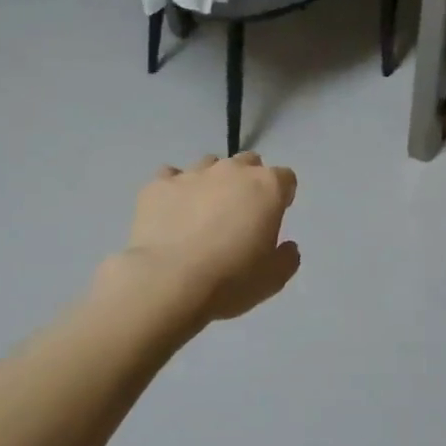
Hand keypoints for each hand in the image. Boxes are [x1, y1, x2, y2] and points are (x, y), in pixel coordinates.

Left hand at [113, 153, 300, 328]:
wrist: (167, 283)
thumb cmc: (230, 280)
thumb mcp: (273, 279)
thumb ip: (287, 257)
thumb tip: (287, 246)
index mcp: (267, 187)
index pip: (285, 178)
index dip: (282, 196)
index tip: (274, 217)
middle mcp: (232, 171)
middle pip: (249, 162)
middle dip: (248, 181)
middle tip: (240, 213)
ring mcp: (193, 173)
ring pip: (209, 165)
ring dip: (212, 183)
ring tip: (202, 213)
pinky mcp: (159, 184)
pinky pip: (170, 176)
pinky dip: (175, 190)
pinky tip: (171, 212)